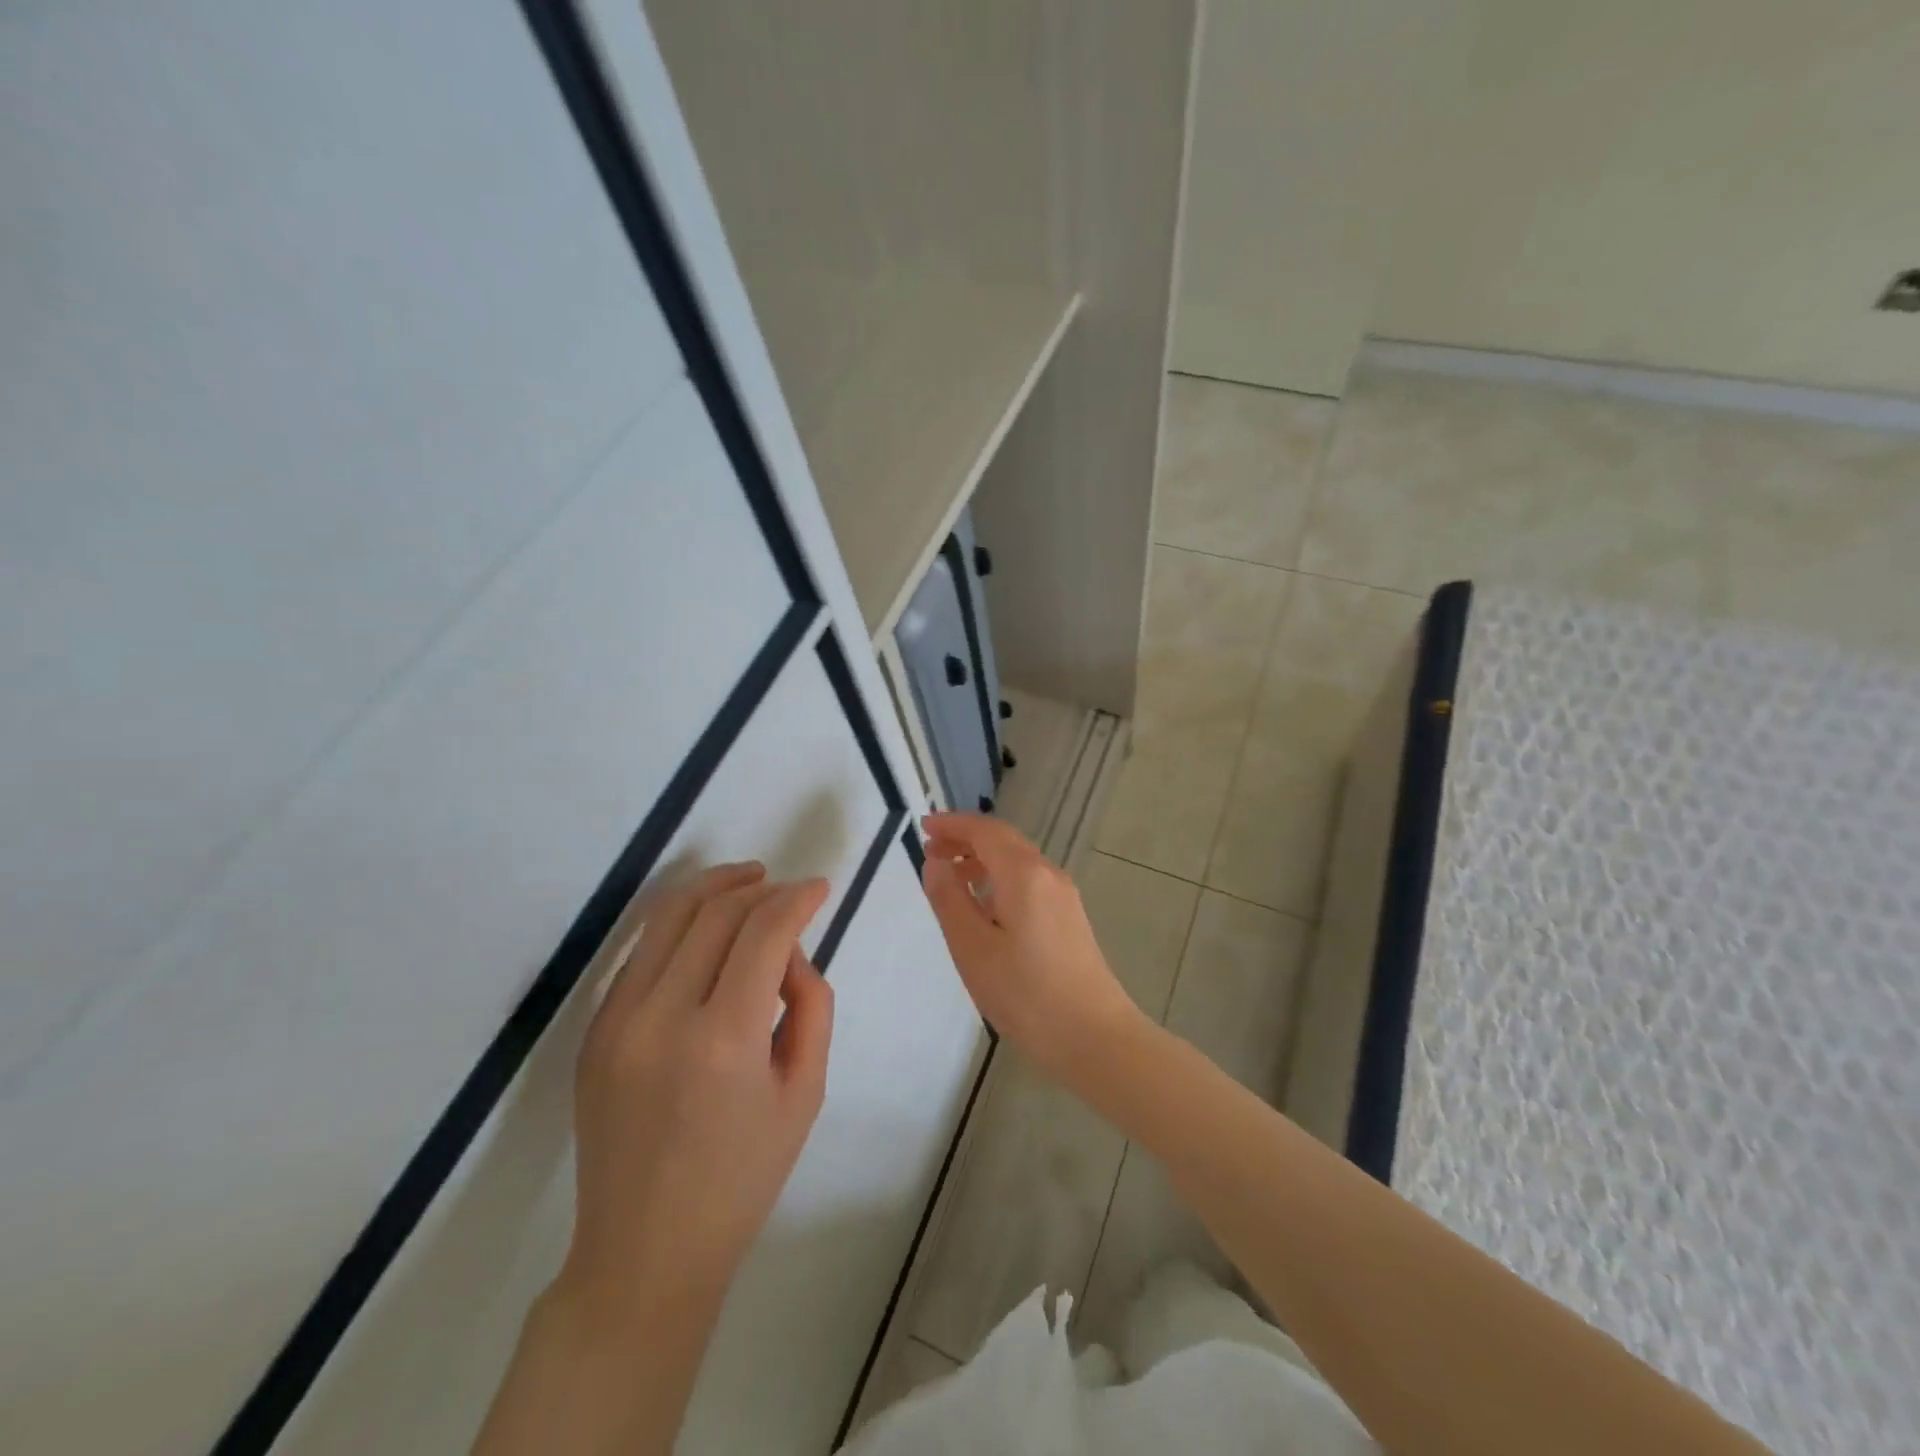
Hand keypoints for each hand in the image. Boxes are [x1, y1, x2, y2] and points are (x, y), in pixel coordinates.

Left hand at [557, 863, 833, 1322]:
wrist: (645, 1252)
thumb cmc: (742, 1178)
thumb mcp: (805, 1091)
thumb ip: (810, 1004)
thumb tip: (789, 953)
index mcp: (723, 1039)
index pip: (764, 932)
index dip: (798, 898)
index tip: (821, 887)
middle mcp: (661, 1017)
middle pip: (716, 911)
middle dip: (761, 887)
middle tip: (790, 890)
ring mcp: (616, 1021)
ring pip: (668, 916)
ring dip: (715, 887)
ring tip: (749, 879)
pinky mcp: (594, 1030)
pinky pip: (642, 951)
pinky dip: (680, 923)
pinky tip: (707, 926)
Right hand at [919, 813, 1143, 1084]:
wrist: (1095, 1038)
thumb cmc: (1026, 994)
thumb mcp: (973, 948)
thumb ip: (949, 899)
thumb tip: (935, 862)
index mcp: (1024, 874)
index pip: (984, 831)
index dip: (952, 824)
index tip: (923, 826)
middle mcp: (1048, 874)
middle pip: (1003, 841)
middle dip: (966, 839)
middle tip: (931, 851)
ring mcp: (1064, 896)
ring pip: (1018, 861)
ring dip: (982, 859)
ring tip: (951, 878)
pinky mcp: (1070, 918)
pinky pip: (1029, 881)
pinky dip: (1000, 879)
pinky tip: (985, 906)